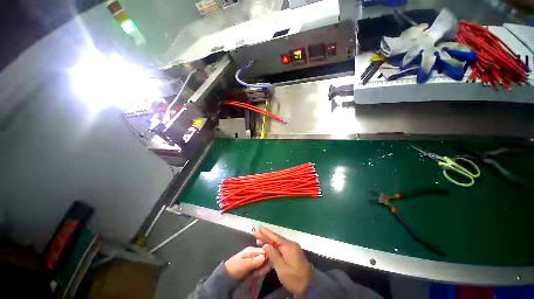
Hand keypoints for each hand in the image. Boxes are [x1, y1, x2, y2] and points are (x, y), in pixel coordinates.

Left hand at [224, 246, 266, 279]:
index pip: (264, 250)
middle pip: (265, 256)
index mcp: (252, 250)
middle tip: (259, 273)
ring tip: (256, 274)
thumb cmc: (234, 267)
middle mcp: (254, 253)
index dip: (267, 258)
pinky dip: (260, 271)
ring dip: (262, 269)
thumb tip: (264, 257)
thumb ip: (254, 261)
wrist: (226, 275)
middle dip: (265, 265)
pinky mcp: (254, 265)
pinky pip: (261, 267)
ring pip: (264, 262)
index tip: (265, 266)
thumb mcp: (243, 264)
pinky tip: (256, 275)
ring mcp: (254, 259)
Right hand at [253, 226, 310, 295]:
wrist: (310, 285)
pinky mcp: (292, 253)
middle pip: (276, 239)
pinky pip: (281, 248)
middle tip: (256, 233)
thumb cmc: (294, 278)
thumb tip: (266, 245)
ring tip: (259, 239)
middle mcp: (290, 244)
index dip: (266, 232)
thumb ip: (273, 256)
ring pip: (278, 243)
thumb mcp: (282, 269)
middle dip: (266, 236)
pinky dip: (274, 247)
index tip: (259, 227)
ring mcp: (292, 248)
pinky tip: (268, 247)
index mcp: (288, 246)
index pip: (275, 237)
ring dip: (269, 241)